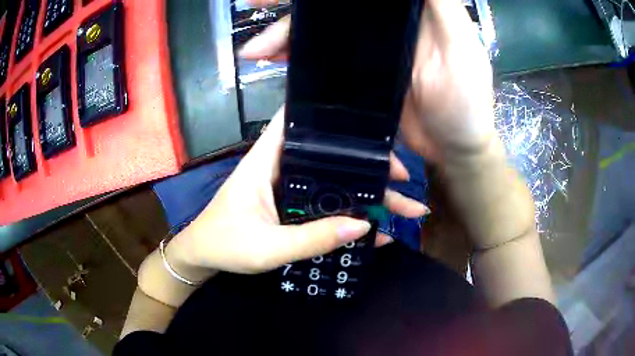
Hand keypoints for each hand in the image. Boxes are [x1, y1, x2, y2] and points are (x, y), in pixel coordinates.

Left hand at [169, 108, 427, 274]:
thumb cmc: (224, 245)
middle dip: (369, 167)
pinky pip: (327, 205)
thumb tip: (363, 225)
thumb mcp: (267, 247)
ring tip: (406, 208)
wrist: (203, 257)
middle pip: (330, 156)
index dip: (331, 115)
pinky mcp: (293, 207)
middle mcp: (282, 166)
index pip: (296, 119)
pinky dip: (350, 215)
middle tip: (403, 178)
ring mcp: (290, 188)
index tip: (369, 123)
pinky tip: (376, 230)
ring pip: (334, 182)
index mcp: (267, 160)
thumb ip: (312, 238)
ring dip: (368, 195)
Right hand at [240, 0, 496, 164]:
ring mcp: (370, 48)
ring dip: (286, 35)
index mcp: (411, 10)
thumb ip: (440, 5)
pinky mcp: (359, 74)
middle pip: (335, 7)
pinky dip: (296, 58)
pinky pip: (322, 59)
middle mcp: (388, 23)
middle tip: (257, 7)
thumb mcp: (462, 46)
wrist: (453, 150)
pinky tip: (274, 61)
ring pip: (322, 31)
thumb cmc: (467, 102)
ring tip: (256, 49)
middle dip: (295, 8)